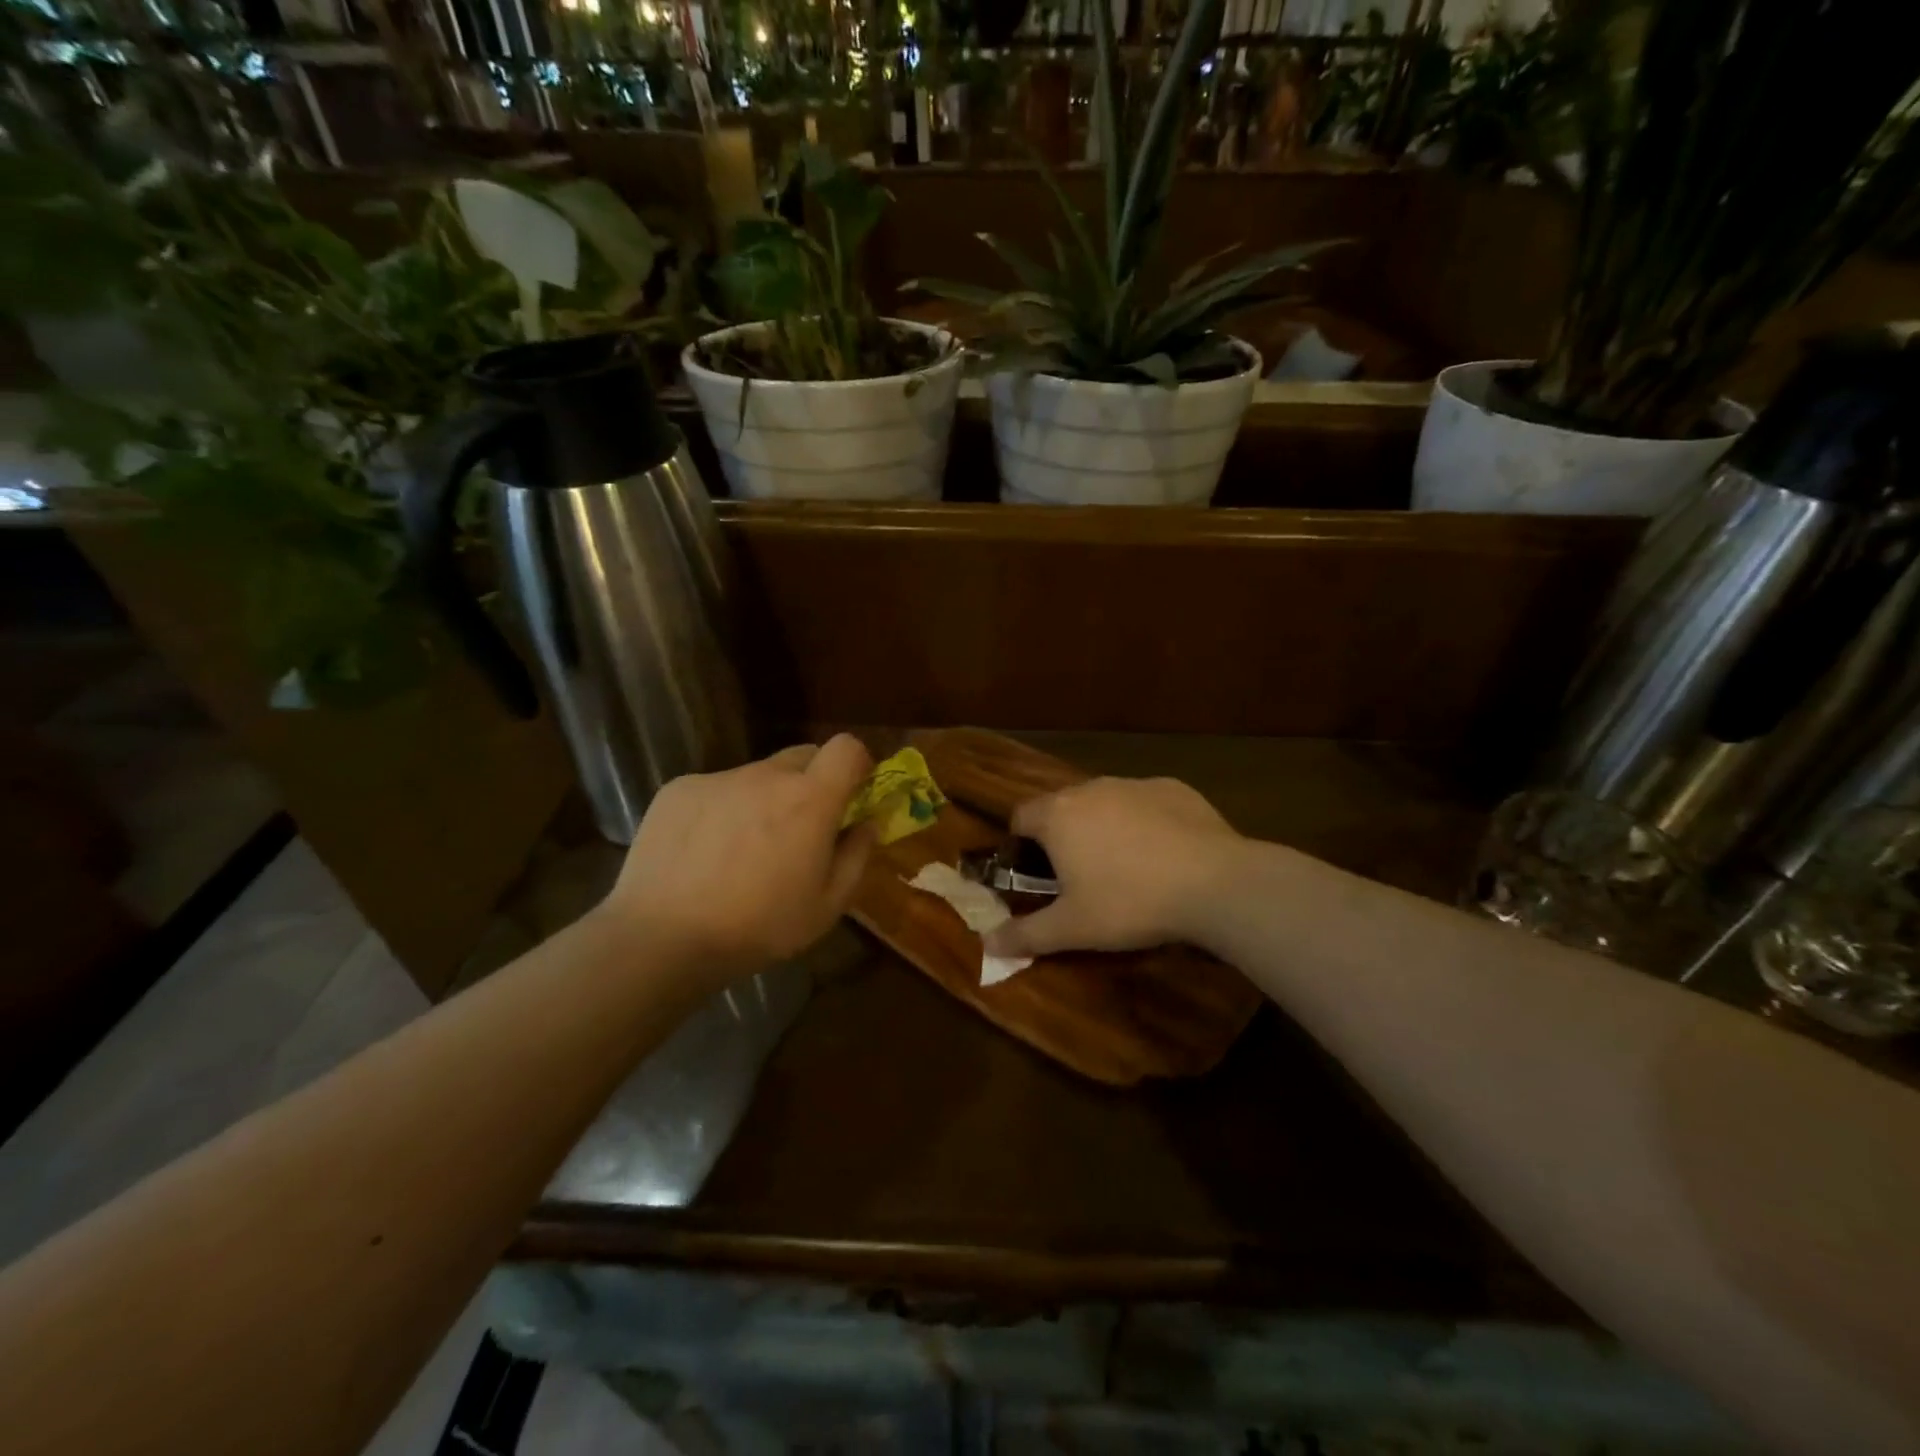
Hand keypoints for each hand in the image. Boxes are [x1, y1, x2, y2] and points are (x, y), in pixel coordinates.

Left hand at [600, 734, 874, 992]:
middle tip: (800, 828)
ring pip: (757, 776)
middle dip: (812, 783)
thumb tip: (866, 823)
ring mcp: (718, 778)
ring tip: (742, 850)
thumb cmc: (757, 927)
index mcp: (810, 799)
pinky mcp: (679, 789)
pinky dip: (722, 810)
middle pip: (803, 756)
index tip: (852, 795)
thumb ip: (857, 856)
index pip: (847, 747)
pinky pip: (716, 789)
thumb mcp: (827, 907)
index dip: (856, 764)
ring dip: (764, 799)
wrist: (662, 937)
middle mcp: (766, 775)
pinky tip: (703, 853)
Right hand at [982, 776, 1243, 959]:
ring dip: (1104, 827)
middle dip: (1064, 836)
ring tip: (1126, 867)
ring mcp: (1134, 784)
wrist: (1215, 883)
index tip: (1036, 875)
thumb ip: (1026, 934)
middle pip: (1062, 807)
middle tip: (1080, 878)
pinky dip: (1145, 822)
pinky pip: (1145, 803)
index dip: (1021, 845)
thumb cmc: (1130, 902)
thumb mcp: (1073, 928)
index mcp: (1058, 815)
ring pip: (1105, 802)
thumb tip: (988, 944)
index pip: (1020, 817)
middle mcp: (1091, 788)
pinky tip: (1165, 855)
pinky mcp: (1174, 788)